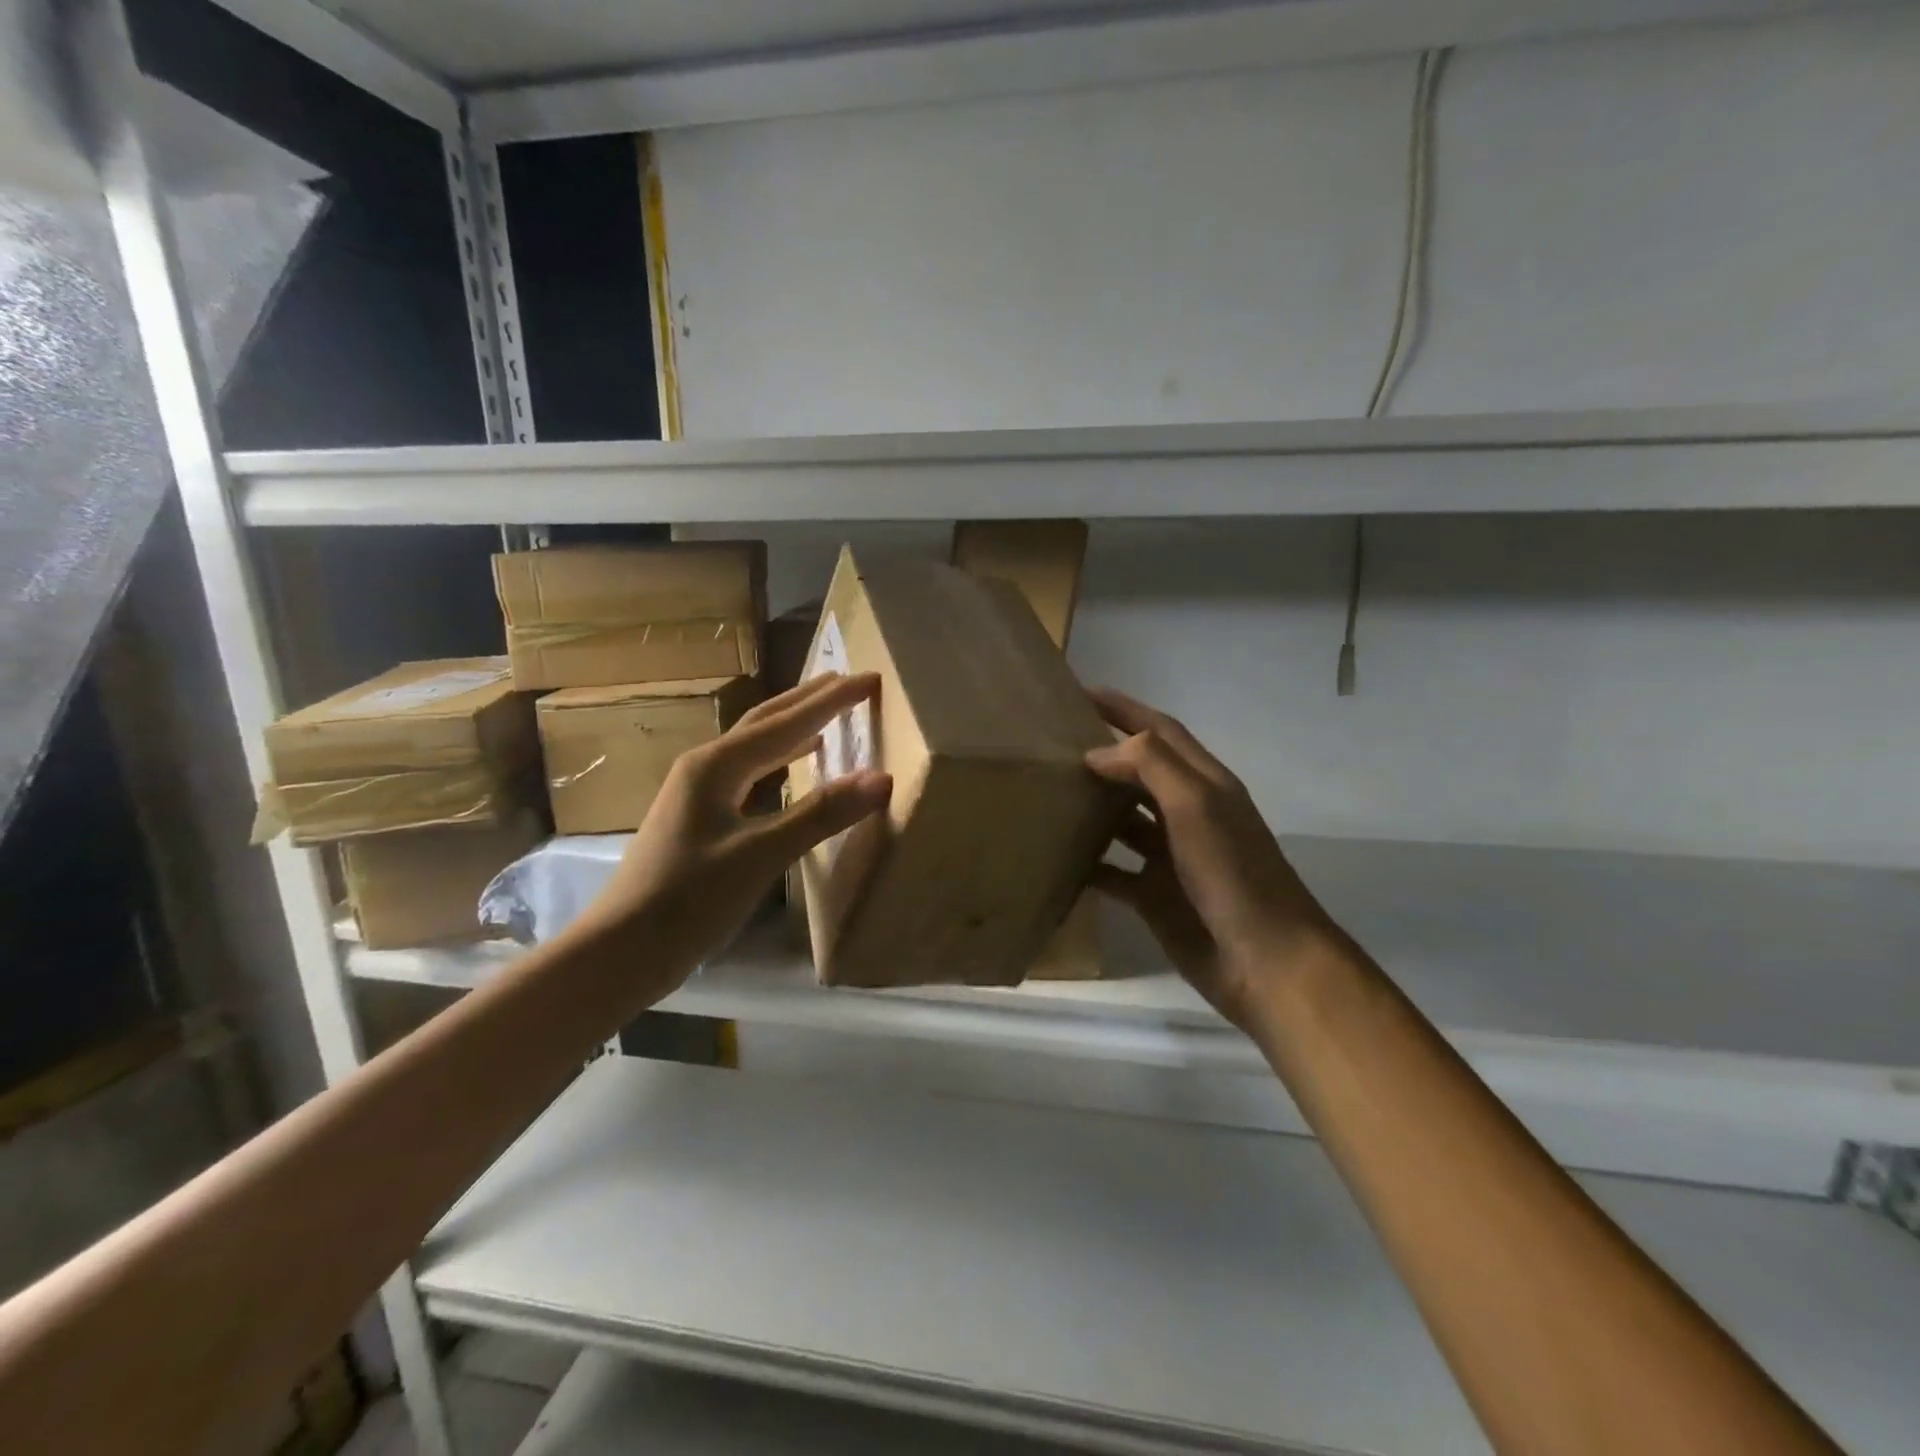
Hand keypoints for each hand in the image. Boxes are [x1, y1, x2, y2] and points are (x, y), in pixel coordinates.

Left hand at [571, 673, 890, 983]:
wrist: (622, 949)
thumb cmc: (689, 899)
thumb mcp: (761, 854)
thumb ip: (821, 813)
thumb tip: (881, 777)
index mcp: (716, 765)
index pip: (786, 722)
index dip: (831, 700)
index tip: (870, 678)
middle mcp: (706, 767)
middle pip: (765, 722)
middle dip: (808, 700)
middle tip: (849, 681)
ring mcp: (699, 793)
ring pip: (757, 747)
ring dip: (794, 727)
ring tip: (828, 714)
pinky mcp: (701, 819)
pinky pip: (751, 774)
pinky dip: (781, 761)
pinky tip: (796, 767)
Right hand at [1085, 689, 1333, 1029]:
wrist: (1265, 961)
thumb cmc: (1233, 874)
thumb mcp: (1196, 806)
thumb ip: (1149, 766)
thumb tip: (1097, 752)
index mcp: (1204, 783)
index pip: (1159, 730)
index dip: (1124, 708)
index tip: (1079, 692)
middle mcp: (1187, 813)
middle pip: (1139, 771)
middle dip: (1102, 753)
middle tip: (1051, 742)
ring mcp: (1171, 856)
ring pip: (1123, 820)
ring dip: (1091, 806)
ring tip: (1046, 792)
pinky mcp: (1155, 895)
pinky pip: (1114, 872)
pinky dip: (1088, 864)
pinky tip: (1055, 858)